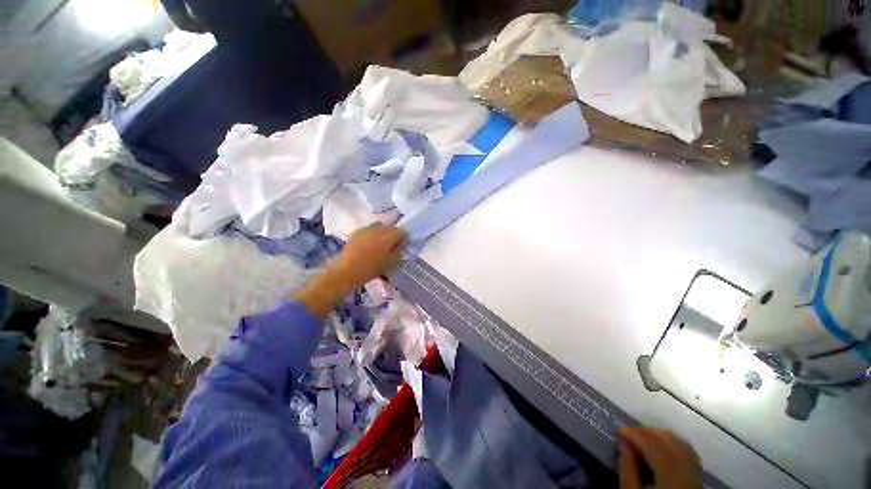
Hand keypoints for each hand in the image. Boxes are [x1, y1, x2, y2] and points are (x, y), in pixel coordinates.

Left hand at [330, 223, 405, 288]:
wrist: (347, 270)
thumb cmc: (370, 269)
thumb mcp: (389, 262)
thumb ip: (398, 251)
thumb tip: (402, 243)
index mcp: (387, 238)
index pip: (400, 231)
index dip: (403, 236)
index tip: (403, 242)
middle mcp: (377, 230)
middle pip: (389, 227)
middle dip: (393, 232)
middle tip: (392, 242)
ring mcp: (366, 229)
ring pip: (378, 226)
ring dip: (382, 231)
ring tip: (380, 240)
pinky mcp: (356, 232)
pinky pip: (368, 228)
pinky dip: (372, 232)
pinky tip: (370, 241)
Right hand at [618, 427, 702, 488]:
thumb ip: (628, 470)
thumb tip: (623, 443)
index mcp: (671, 479)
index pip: (655, 448)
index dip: (636, 435)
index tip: (619, 430)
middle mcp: (687, 472)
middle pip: (670, 442)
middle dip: (647, 433)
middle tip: (629, 434)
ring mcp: (695, 474)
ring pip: (680, 444)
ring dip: (659, 436)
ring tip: (642, 438)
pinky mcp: (697, 476)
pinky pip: (688, 452)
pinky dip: (672, 443)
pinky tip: (660, 446)